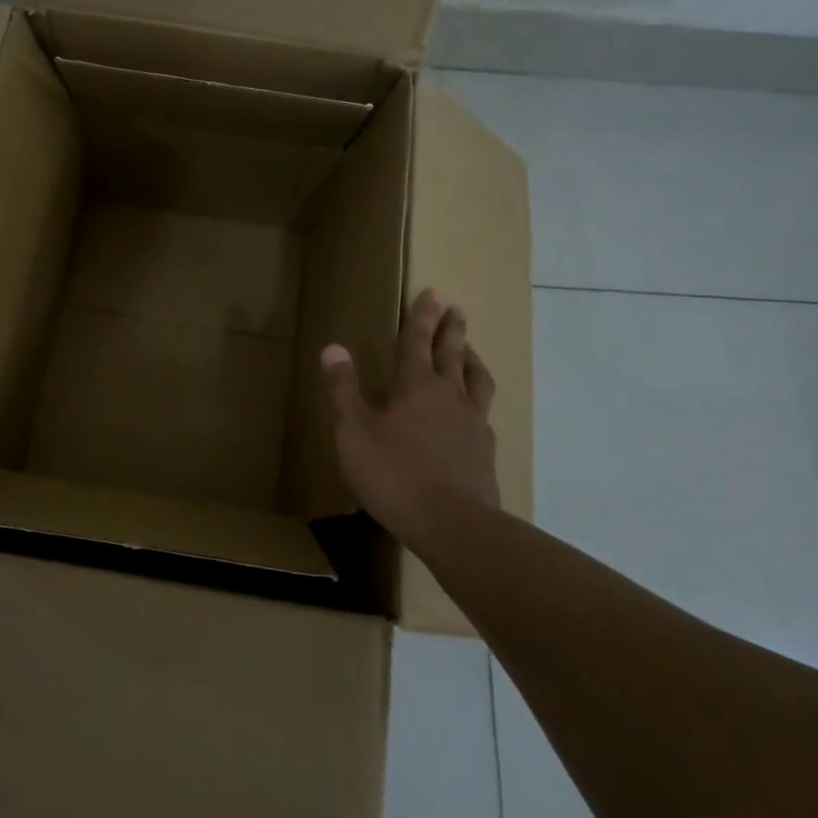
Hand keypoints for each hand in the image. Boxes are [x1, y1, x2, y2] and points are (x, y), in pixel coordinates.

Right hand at [321, 290, 501, 543]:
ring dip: (471, 359)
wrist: (453, 524)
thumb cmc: (394, 473)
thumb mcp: (354, 431)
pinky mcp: (484, 451)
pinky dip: (477, 399)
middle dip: (452, 329)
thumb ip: (344, 389)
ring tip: (471, 350)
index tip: (432, 292)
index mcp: (416, 386)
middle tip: (456, 309)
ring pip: (476, 379)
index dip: (422, 316)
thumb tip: (333, 348)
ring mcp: (473, 423)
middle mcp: (450, 395)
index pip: (418, 341)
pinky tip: (474, 410)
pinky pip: (483, 412)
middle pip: (453, 353)